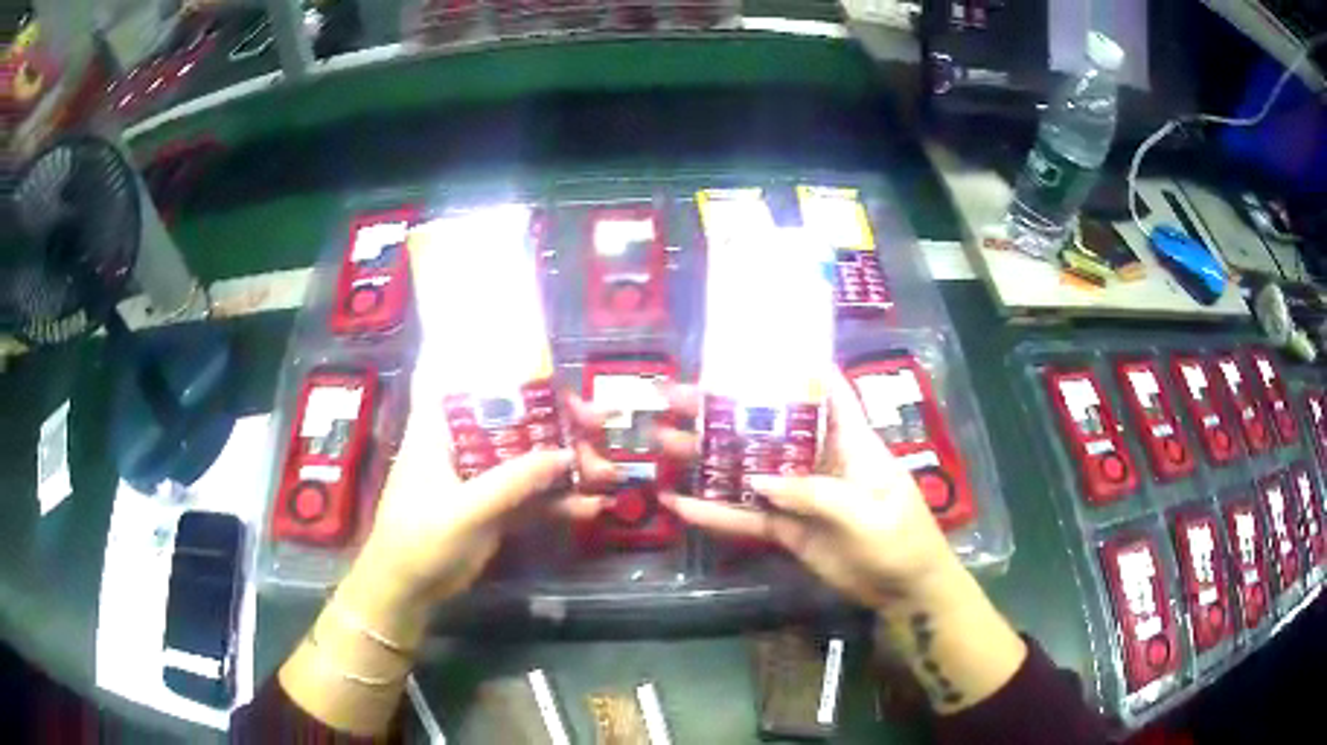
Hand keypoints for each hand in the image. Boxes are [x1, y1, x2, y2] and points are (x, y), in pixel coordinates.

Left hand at [356, 383, 609, 608]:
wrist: (407, 591)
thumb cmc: (420, 539)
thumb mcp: (465, 509)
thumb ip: (514, 482)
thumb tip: (566, 455)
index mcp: (442, 429)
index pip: (478, 384)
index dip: (519, 376)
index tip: (561, 385)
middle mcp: (464, 446)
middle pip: (516, 422)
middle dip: (560, 426)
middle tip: (600, 430)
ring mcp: (481, 479)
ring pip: (530, 461)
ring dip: (568, 468)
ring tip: (608, 477)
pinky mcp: (494, 509)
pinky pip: (531, 498)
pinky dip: (559, 502)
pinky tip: (590, 508)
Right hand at [657, 369, 962, 610]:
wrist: (904, 592)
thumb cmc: (901, 541)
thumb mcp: (868, 514)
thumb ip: (816, 494)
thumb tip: (757, 480)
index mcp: (849, 442)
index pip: (823, 391)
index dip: (792, 366)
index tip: (749, 349)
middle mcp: (818, 460)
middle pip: (767, 428)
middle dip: (723, 412)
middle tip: (674, 396)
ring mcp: (798, 496)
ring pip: (747, 471)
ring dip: (706, 458)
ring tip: (662, 441)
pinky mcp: (786, 529)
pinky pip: (746, 517)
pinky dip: (713, 513)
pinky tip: (678, 504)